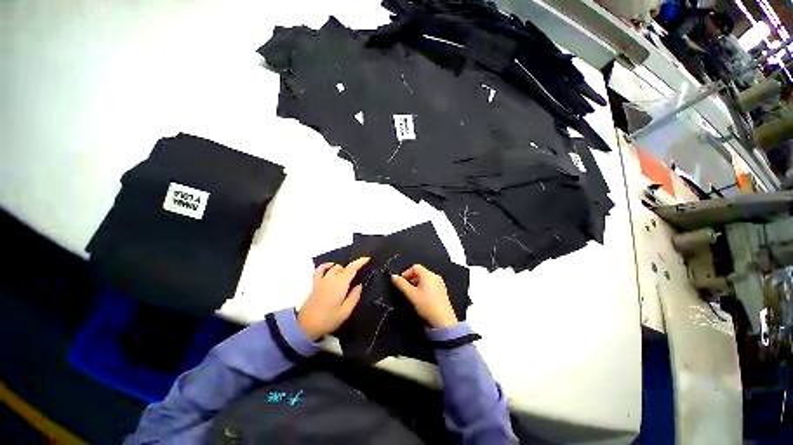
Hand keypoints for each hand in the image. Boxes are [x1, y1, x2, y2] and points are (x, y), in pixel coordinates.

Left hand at [298, 257, 369, 339]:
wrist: (305, 327)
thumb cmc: (328, 320)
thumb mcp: (345, 312)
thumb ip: (354, 297)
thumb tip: (359, 285)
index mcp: (340, 284)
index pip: (352, 268)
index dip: (360, 262)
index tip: (367, 258)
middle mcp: (331, 278)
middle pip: (344, 267)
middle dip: (352, 268)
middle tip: (358, 276)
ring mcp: (322, 280)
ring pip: (335, 267)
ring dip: (343, 269)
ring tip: (348, 275)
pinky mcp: (315, 284)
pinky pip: (320, 269)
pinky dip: (327, 265)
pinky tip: (331, 266)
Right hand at [391, 264, 457, 328]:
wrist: (443, 321)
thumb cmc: (426, 305)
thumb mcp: (411, 294)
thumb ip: (401, 284)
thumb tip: (393, 276)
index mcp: (428, 274)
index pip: (415, 267)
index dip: (406, 273)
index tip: (401, 281)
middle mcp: (435, 276)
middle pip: (421, 272)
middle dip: (411, 278)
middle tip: (406, 288)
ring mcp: (440, 284)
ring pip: (426, 279)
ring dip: (417, 283)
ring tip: (413, 294)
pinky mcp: (442, 291)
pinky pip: (431, 284)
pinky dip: (424, 287)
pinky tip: (422, 297)